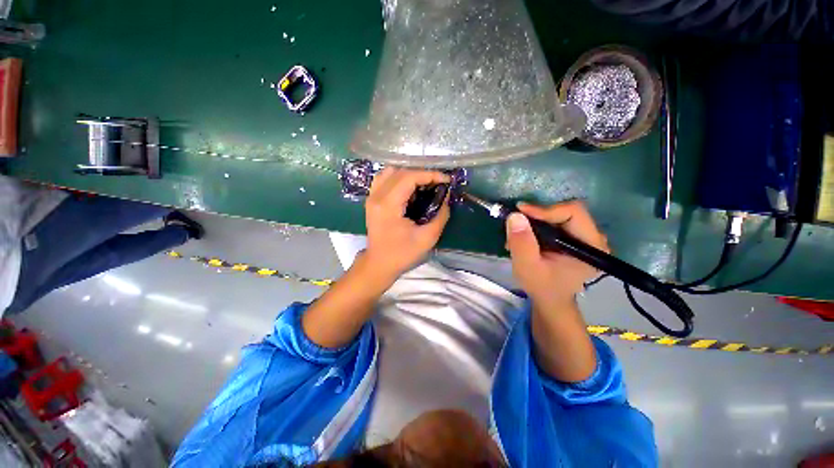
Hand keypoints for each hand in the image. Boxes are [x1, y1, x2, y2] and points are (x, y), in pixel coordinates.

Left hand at [364, 168, 450, 278]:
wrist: (379, 264)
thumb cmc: (402, 254)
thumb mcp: (427, 238)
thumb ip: (440, 216)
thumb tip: (446, 197)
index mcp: (388, 205)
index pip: (409, 177)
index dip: (430, 175)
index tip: (446, 180)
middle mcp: (376, 196)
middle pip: (400, 172)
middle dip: (422, 174)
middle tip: (438, 184)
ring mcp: (371, 197)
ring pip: (390, 172)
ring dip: (410, 175)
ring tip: (424, 185)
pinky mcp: (371, 200)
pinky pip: (384, 179)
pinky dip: (398, 178)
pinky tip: (409, 189)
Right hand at [506, 201, 608, 306]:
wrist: (550, 298)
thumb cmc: (541, 286)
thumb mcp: (527, 267)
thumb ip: (522, 243)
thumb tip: (515, 215)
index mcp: (591, 246)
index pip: (572, 212)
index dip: (545, 209)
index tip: (519, 211)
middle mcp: (593, 237)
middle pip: (566, 211)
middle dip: (538, 215)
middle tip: (516, 223)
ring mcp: (585, 236)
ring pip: (559, 214)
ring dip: (536, 220)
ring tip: (518, 232)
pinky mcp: (574, 237)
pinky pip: (555, 221)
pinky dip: (538, 225)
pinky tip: (525, 236)